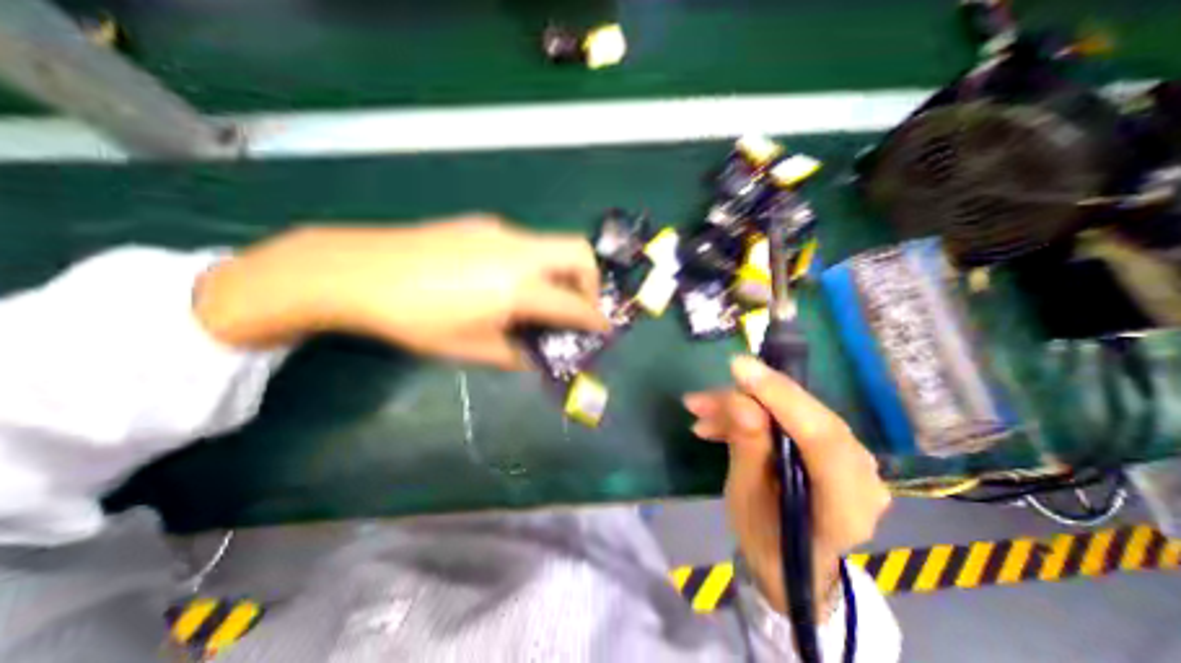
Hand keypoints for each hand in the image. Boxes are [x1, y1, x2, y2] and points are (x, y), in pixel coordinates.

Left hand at [193, 214, 607, 367]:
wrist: (356, 269)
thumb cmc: (414, 318)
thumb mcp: (468, 348)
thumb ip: (513, 354)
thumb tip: (535, 356)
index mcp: (517, 287)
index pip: (573, 304)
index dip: (594, 319)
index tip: (604, 329)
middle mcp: (519, 252)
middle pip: (578, 252)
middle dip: (590, 281)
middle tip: (579, 305)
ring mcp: (501, 232)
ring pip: (553, 244)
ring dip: (562, 271)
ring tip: (545, 296)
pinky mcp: (483, 225)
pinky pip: (526, 243)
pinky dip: (535, 263)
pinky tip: (507, 281)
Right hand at [680, 357, 889, 615]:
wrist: (789, 561)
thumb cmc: (766, 540)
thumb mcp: (746, 500)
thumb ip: (748, 449)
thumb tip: (740, 402)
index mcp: (846, 505)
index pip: (823, 438)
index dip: (781, 398)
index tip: (738, 368)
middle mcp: (860, 474)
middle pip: (806, 416)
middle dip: (749, 399)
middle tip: (704, 397)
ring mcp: (848, 456)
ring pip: (792, 412)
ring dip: (740, 407)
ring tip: (699, 410)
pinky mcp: (827, 443)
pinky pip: (788, 417)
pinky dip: (748, 414)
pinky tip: (715, 421)